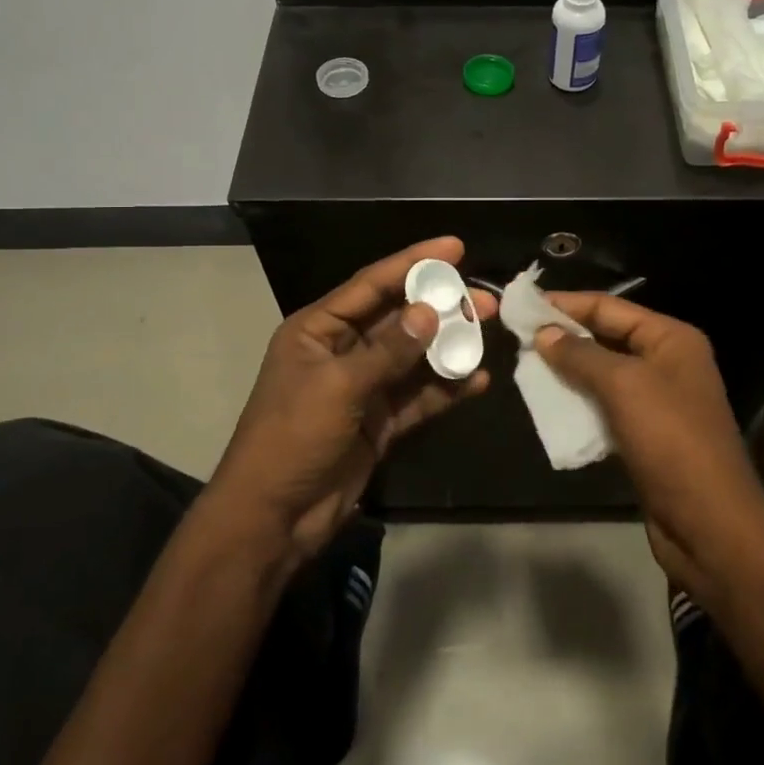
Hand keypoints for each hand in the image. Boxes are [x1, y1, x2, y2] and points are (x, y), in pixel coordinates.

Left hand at [208, 237, 496, 563]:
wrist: (274, 517)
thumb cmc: (292, 437)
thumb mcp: (338, 386)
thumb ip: (388, 350)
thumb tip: (430, 312)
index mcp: (318, 329)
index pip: (371, 284)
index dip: (413, 262)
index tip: (454, 247)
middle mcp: (342, 350)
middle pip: (399, 318)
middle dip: (441, 307)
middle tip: (486, 300)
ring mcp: (363, 387)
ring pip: (414, 357)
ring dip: (449, 347)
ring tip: (489, 333)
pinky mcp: (380, 421)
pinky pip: (418, 396)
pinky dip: (445, 389)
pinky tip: (477, 381)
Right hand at [536, 293, 763, 604]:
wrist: (708, 522)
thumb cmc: (670, 440)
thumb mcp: (623, 386)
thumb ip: (580, 355)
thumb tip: (544, 333)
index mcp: (671, 339)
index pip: (610, 307)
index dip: (567, 304)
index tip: (524, 305)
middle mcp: (668, 363)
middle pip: (607, 338)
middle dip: (565, 338)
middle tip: (519, 338)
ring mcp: (660, 401)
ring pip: (604, 375)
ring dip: (569, 372)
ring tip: (527, 369)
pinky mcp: (648, 435)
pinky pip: (607, 408)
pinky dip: (580, 404)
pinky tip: (551, 406)